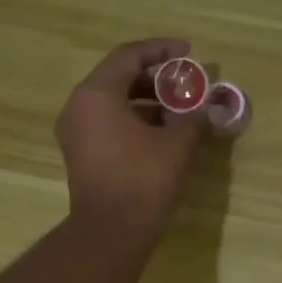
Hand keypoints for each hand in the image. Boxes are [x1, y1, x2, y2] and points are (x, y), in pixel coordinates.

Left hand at [56, 38, 209, 243]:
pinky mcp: (81, 155)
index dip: (162, 50)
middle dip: (155, 77)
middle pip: (118, 77)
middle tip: (186, 83)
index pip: (129, 56)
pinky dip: (135, 120)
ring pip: (113, 102)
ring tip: (180, 108)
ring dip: (147, 100)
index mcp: (97, 94)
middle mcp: (79, 106)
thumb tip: (205, 108)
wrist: (111, 232)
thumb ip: (193, 117)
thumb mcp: (177, 145)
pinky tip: (163, 132)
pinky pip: (108, 123)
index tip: (189, 52)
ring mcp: (76, 132)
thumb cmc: (143, 181)